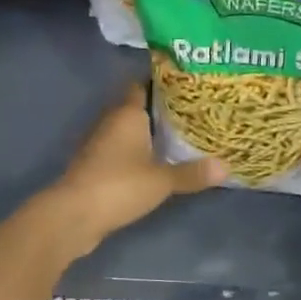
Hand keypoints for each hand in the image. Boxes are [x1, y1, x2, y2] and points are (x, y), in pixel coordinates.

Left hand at [48, 82, 226, 254]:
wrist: (73, 216)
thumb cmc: (118, 186)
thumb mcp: (162, 180)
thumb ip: (193, 172)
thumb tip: (227, 167)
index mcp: (127, 114)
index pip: (143, 86)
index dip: (163, 83)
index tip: (187, 84)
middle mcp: (112, 123)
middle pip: (138, 109)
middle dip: (162, 110)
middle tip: (194, 112)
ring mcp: (101, 146)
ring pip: (131, 132)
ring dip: (150, 134)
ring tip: (183, 136)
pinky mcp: (97, 168)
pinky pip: (124, 152)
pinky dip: (140, 154)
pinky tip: (159, 162)